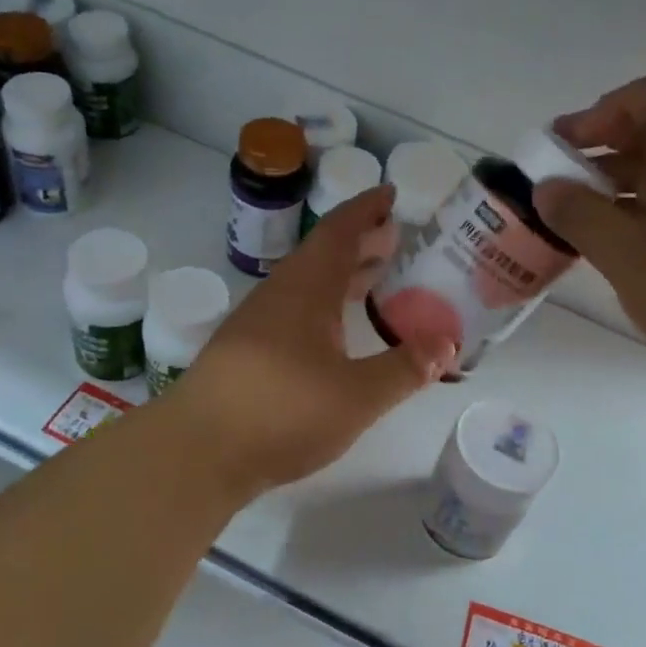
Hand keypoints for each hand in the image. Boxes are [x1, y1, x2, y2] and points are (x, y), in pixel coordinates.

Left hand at [164, 188, 455, 495]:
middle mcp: (279, 296)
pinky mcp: (246, 352)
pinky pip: (295, 310)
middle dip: (360, 242)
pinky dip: (324, 306)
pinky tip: (335, 333)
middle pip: (322, 255)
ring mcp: (257, 324)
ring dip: (341, 275)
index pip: (338, 232)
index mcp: (306, 289)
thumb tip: (449, 344)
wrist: (196, 452)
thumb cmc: (281, 413)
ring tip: (375, 278)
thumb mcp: (357, 395)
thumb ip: (405, 369)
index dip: (366, 210)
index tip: (390, 194)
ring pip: (307, 284)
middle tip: (396, 238)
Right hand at [534, 70, 645, 410]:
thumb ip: (581, 216)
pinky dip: (629, 219)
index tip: (568, 145)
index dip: (610, 107)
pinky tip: (600, 248)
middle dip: (601, 149)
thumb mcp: (633, 257)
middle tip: (553, 181)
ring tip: (565, 217)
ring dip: (611, 188)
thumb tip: (545, 188)